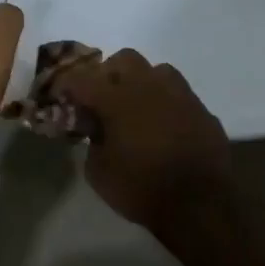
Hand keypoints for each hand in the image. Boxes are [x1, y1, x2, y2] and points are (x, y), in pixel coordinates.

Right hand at [51, 50, 231, 230]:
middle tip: (102, 99)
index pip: (82, 79)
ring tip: (136, 108)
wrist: (201, 206)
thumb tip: (98, 128)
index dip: (67, 85)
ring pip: (156, 70)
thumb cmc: (141, 189)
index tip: (62, 95)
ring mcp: (180, 95)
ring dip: (141, 83)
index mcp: (117, 99)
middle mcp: (149, 87)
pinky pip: (179, 94)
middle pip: (124, 60)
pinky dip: (165, 103)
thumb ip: (93, 140)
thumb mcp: (98, 172)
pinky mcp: (202, 110)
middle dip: (108, 74)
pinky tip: (163, 125)